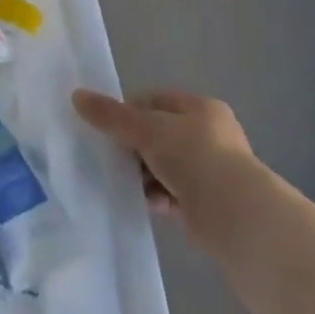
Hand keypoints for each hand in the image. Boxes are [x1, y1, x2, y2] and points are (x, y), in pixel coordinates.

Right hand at [72, 87, 266, 252]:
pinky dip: (156, 198)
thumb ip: (111, 116)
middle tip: (111, 158)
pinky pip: (171, 195)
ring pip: (163, 167)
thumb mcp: (147, 129)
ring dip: (143, 175)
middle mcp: (209, 136)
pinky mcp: (207, 204)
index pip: (155, 102)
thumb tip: (76, 96)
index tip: (107, 129)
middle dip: (134, 148)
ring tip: (125, 183)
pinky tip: (144, 203)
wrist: (238, 217)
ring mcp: (210, 172)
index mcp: (201, 109)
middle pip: (157, 135)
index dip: (129, 112)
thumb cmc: (195, 158)